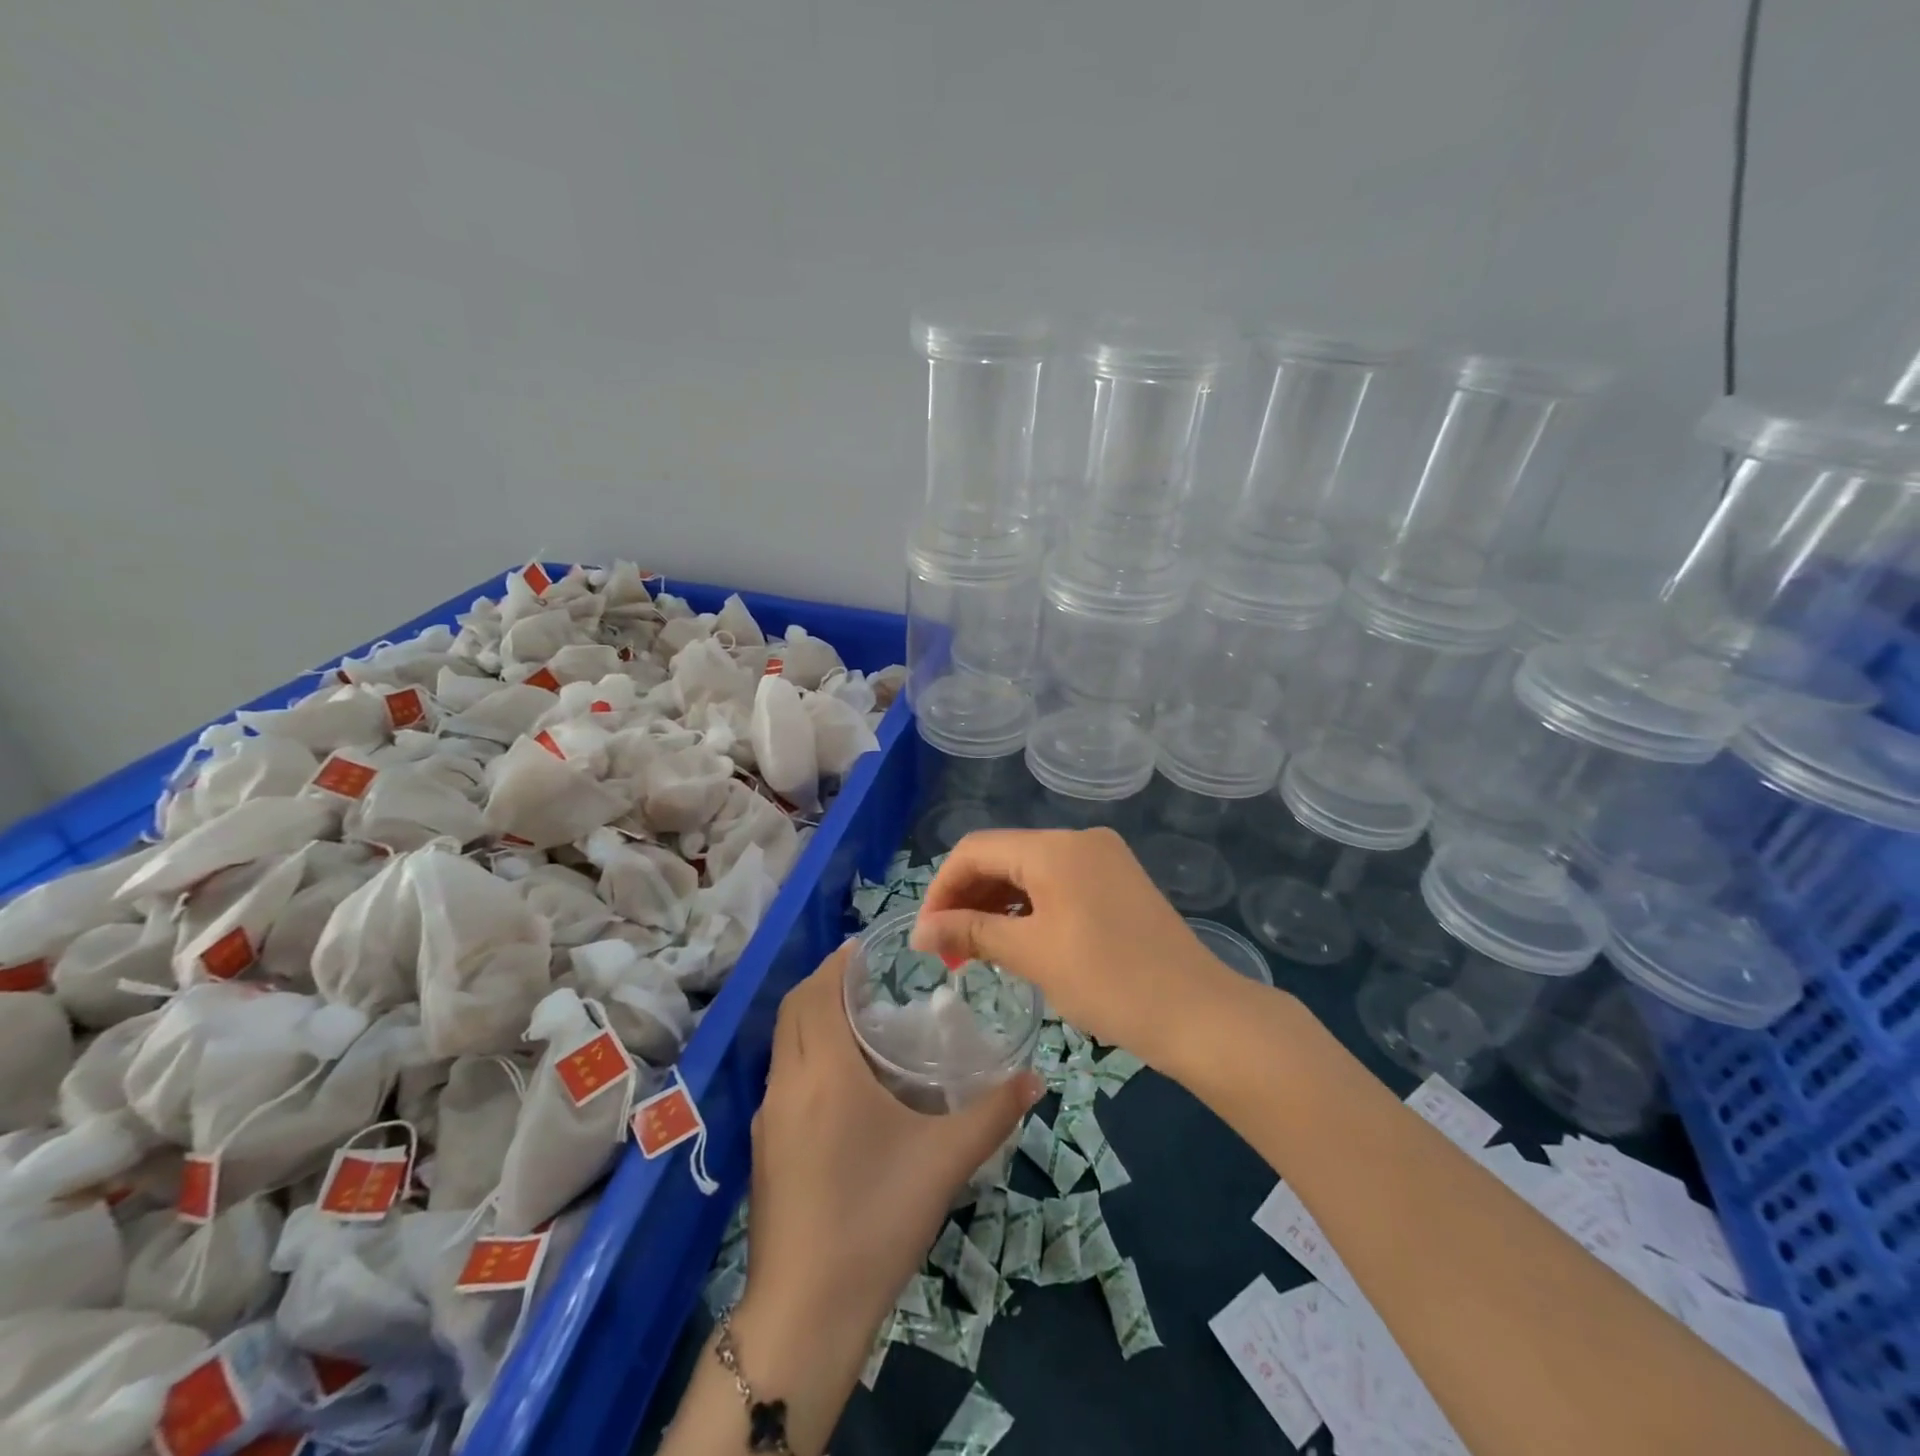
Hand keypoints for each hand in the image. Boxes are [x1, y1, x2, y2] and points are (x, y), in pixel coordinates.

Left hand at [743, 942, 1040, 1345]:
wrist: (805, 1311)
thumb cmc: (875, 1218)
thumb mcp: (944, 1161)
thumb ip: (992, 1114)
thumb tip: (1033, 1079)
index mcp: (824, 1072)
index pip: (817, 993)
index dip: (837, 965)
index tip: (863, 949)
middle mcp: (788, 1082)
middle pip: (793, 1010)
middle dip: (822, 983)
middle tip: (864, 978)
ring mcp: (769, 1117)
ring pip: (783, 1043)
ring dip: (810, 1018)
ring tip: (855, 1021)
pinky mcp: (764, 1148)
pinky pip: (782, 1076)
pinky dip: (804, 1053)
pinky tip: (839, 1082)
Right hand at [910, 828, 1240, 1065]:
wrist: (1197, 1012)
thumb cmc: (1108, 980)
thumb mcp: (1032, 954)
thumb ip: (971, 932)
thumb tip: (919, 931)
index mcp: (1055, 847)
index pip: (976, 850)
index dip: (942, 889)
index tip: (926, 936)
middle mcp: (1078, 840)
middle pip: (1003, 856)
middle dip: (967, 899)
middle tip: (948, 952)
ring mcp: (1102, 859)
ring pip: (1029, 871)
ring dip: (996, 906)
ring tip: (975, 953)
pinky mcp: (1117, 882)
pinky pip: (1057, 884)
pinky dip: (1028, 909)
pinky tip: (1016, 942)